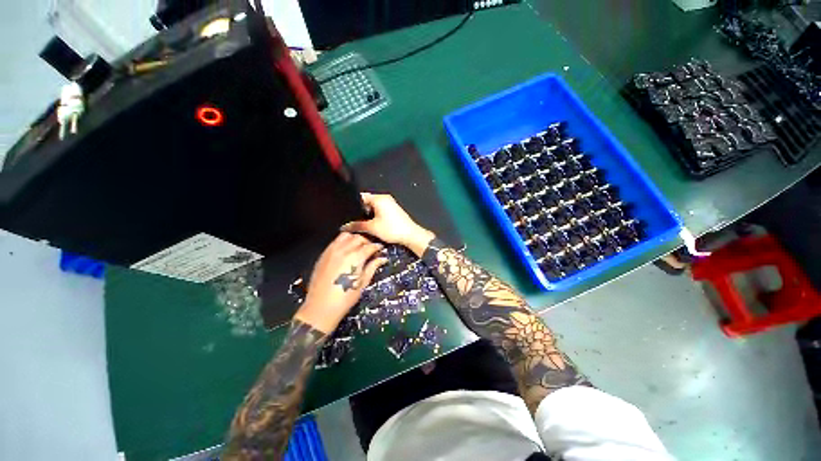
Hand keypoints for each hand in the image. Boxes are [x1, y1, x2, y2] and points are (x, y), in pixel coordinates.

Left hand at [295, 232, 386, 333]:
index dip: (377, 247)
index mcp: (355, 258)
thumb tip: (382, 259)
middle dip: (367, 241)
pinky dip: (343, 241)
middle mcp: (343, 250)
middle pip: (358, 238)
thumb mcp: (362, 283)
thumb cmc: (345, 298)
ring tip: (358, 247)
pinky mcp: (324, 254)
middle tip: (370, 249)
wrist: (321, 308)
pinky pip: (335, 241)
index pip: (370, 246)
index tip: (381, 249)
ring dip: (354, 239)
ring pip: (346, 236)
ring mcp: (332, 251)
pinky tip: (347, 250)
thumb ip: (372, 267)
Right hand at [341, 193, 435, 255]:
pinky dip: (374, 215)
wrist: (410, 235)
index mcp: (379, 198)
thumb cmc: (391, 229)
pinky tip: (370, 224)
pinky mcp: (393, 210)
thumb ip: (357, 225)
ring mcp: (390, 203)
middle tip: (351, 220)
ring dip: (367, 214)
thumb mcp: (372, 228)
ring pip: (373, 207)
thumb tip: (344, 227)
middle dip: (359, 211)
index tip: (345, 212)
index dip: (352, 204)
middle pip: (367, 201)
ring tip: (359, 223)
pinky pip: (380, 210)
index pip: (361, 197)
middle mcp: (384, 198)